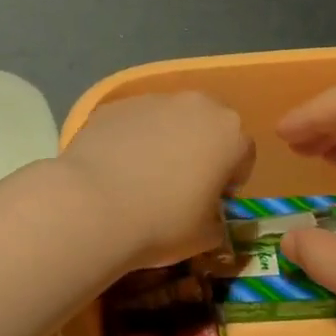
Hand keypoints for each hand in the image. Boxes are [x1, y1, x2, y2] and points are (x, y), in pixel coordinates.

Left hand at [59, 92, 254, 267]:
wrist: (93, 206)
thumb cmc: (162, 223)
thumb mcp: (206, 236)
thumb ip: (217, 220)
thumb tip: (209, 217)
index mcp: (229, 133)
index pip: (243, 155)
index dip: (229, 181)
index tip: (211, 204)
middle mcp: (196, 105)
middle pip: (207, 127)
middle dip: (199, 151)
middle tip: (180, 187)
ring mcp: (153, 100)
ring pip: (169, 120)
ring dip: (164, 142)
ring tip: (141, 178)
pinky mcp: (116, 104)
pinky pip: (134, 122)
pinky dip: (131, 139)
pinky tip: (115, 170)